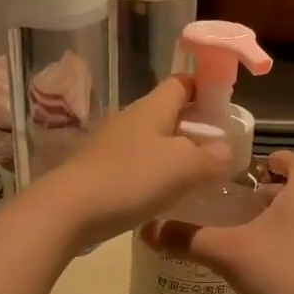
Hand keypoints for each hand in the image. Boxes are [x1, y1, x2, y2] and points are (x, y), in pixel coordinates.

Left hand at [28, 77, 230, 251]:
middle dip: (194, 126)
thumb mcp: (183, 167)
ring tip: (198, 175)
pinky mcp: (100, 171)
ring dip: (175, 153)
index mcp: (152, 107)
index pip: (181, 82)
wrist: (67, 210)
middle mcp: (131, 119)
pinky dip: (155, 174)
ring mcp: (112, 145)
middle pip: (168, 113)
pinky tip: (165, 195)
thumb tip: (225, 150)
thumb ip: (210, 157)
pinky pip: (137, 165)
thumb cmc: (130, 178)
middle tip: (220, 148)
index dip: (204, 86)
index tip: (225, 103)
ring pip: (152, 141)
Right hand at [143, 150, 293, 293]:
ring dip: (287, 222)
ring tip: (254, 241)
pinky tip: (277, 271)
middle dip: (273, 196)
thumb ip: (188, 239)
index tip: (255, 167)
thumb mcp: (228, 255)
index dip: (276, 159)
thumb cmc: (285, 276)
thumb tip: (147, 229)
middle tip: (241, 210)